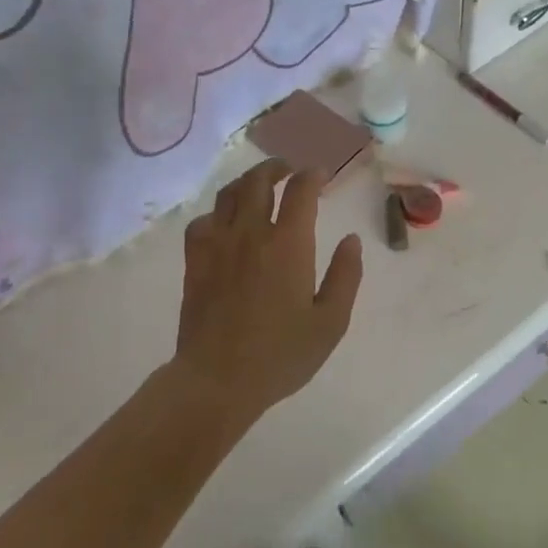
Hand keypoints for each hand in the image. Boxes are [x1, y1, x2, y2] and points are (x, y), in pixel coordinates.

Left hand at [171, 158, 364, 419]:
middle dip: (277, 168)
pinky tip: (225, 223)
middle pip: (258, 181)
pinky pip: (202, 221)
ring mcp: (218, 244)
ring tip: (258, 185)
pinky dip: (217, 213)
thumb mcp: (330, 323)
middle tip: (289, 170)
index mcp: (288, 244)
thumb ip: (345, 276)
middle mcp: (250, 233)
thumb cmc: (280, 355)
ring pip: (228, 194)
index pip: (300, 190)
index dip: (312, 175)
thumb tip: (351, 241)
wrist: (217, 379)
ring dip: (247, 182)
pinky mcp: (195, 261)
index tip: (321, 175)